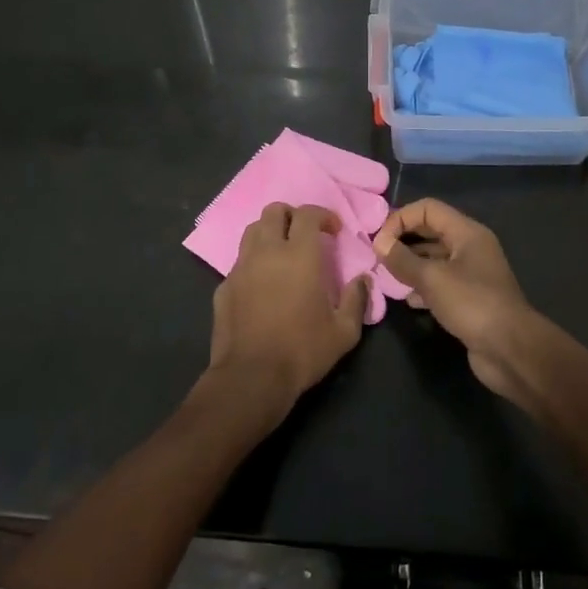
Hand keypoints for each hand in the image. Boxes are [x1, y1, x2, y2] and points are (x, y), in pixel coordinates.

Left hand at [201, 203, 369, 426]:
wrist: (252, 376)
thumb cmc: (302, 350)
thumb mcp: (344, 332)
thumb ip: (356, 300)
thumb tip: (363, 280)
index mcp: (299, 255)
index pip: (308, 214)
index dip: (323, 215)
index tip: (333, 230)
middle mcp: (267, 252)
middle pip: (274, 211)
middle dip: (292, 215)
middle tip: (305, 234)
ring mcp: (241, 268)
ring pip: (252, 231)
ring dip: (269, 232)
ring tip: (282, 252)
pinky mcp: (224, 286)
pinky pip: (239, 261)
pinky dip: (253, 261)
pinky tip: (262, 283)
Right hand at [371, 199, 545, 408]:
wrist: (510, 349)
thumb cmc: (472, 304)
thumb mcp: (432, 279)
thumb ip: (403, 259)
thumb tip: (379, 243)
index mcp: (467, 232)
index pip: (428, 209)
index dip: (401, 218)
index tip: (379, 241)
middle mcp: (470, 247)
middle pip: (430, 231)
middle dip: (403, 240)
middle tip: (378, 256)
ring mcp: (471, 273)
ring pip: (433, 259)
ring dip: (410, 264)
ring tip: (388, 277)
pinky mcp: (468, 298)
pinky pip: (440, 283)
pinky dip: (422, 286)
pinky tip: (408, 300)